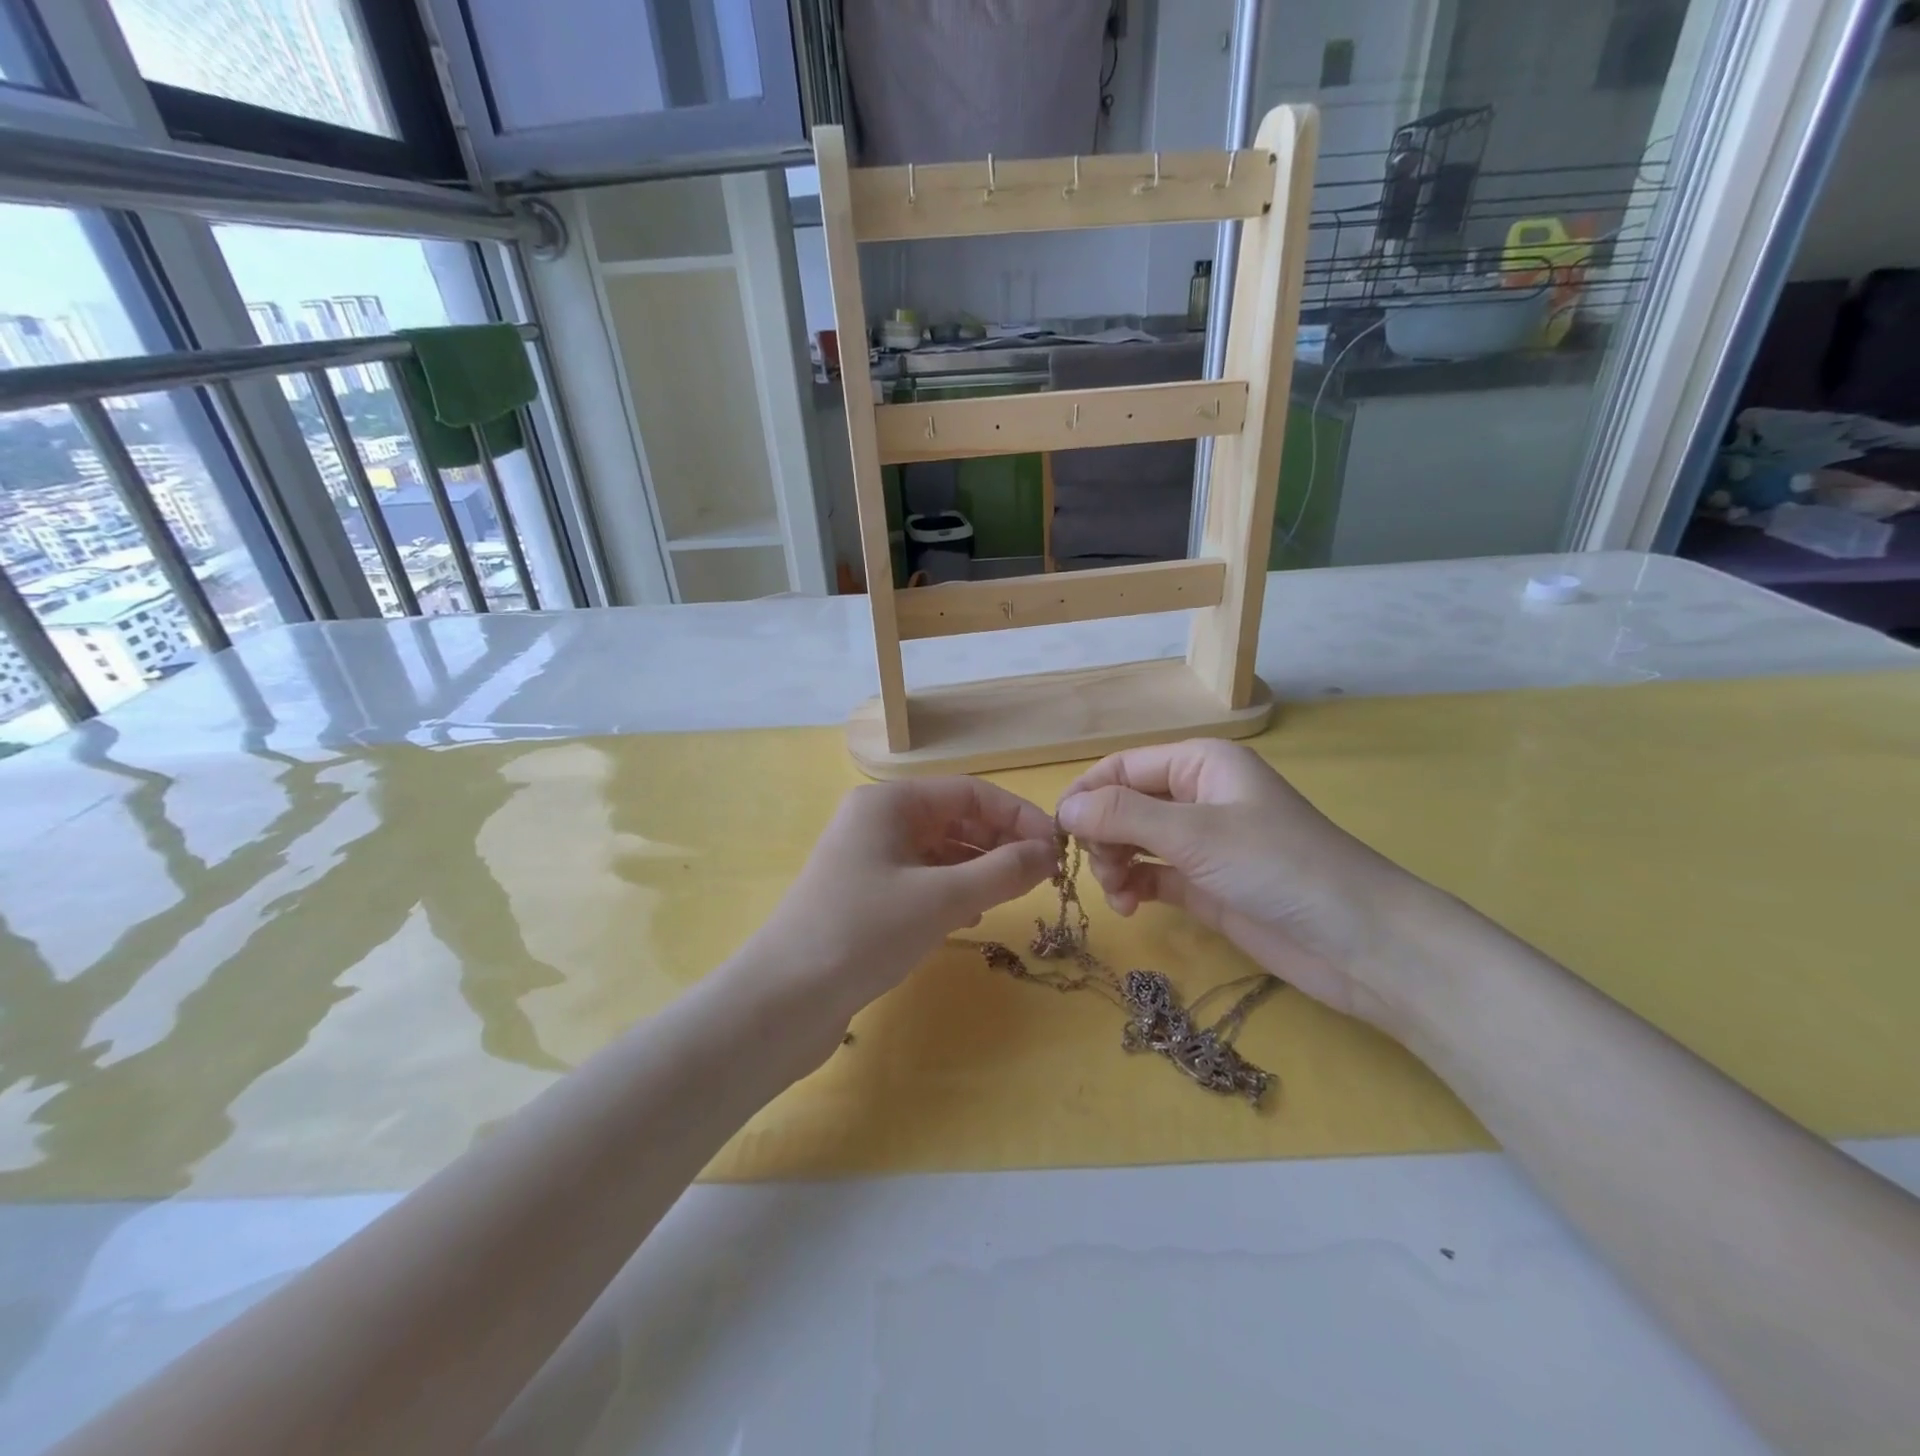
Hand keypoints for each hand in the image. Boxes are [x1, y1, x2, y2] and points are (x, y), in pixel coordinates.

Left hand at [746, 777, 1057, 1017]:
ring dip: (980, 867)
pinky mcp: (866, 895)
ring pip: (940, 851)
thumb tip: (1049, 853)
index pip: (969, 792)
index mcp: (890, 802)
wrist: (784, 1000)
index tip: (1057, 847)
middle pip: (955, 818)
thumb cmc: (864, 932)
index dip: (1017, 816)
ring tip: (1014, 894)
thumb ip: (1001, 871)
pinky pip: (922, 879)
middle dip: (1000, 842)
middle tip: (1042, 875)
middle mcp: (878, 821)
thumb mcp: (941, 898)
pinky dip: (953, 890)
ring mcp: (869, 858)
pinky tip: (972, 914)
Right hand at [1055, 739, 1431, 1026]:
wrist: (1359, 941)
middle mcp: (1198, 796)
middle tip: (1100, 869)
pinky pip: (1152, 874)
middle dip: (1103, 834)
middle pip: (1124, 805)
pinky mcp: (1206, 884)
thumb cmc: (1277, 866)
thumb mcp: (1194, 833)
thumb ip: (1123, 816)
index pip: (1123, 767)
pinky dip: (1134, 886)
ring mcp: (1202, 843)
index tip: (1057, 831)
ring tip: (1119, 894)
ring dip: (1114, 864)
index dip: (1087, 794)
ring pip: (1134, 841)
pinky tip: (1130, 905)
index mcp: (1200, 764)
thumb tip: (1064, 809)